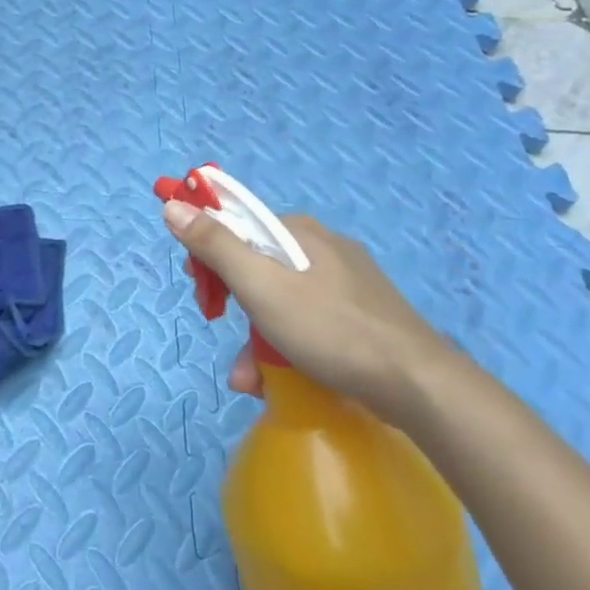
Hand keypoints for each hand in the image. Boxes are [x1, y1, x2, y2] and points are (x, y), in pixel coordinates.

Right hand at [161, 200, 454, 426]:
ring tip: (249, 377)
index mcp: (297, 231)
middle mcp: (321, 246)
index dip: (208, 254)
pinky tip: (278, 378)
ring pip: (280, 297)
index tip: (202, 291)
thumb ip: (214, 245)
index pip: (236, 225)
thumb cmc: (328, 328)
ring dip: (255, 335)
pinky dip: (285, 344)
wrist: (416, 384)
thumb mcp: (260, 285)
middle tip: (220, 327)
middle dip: (231, 301)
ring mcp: (345, 281)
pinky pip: (306, 319)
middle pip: (255, 263)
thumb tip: (173, 206)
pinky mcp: (361, 313)